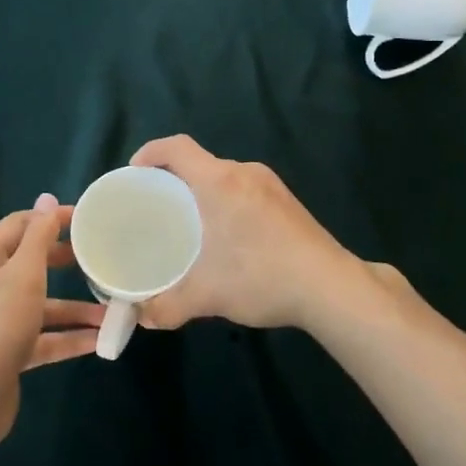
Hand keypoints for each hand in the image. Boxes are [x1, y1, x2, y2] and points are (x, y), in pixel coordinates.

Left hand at [0, 194, 104, 452]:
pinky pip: (42, 338)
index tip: (89, 221)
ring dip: (75, 308)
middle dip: (66, 262)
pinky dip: (68, 338)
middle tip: (101, 258)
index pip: (20, 225)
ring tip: (112, 311)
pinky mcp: (7, 353)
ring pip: (41, 305)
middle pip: (31, 264)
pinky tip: (99, 341)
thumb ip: (38, 237)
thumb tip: (47, 199)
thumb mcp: (22, 275)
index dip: (52, 219)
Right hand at [129, 135, 368, 332]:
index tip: (134, 173)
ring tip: (188, 222)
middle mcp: (244, 173)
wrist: (330, 286)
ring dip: (202, 191)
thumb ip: (167, 306)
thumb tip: (141, 317)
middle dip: (174, 178)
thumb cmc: (262, 277)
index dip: (150, 152)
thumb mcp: (207, 295)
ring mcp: (270, 184)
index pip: (177, 147)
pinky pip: (244, 188)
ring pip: (224, 176)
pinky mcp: (286, 200)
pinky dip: (225, 200)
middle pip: (200, 162)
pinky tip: (226, 235)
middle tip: (157, 206)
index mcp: (219, 181)